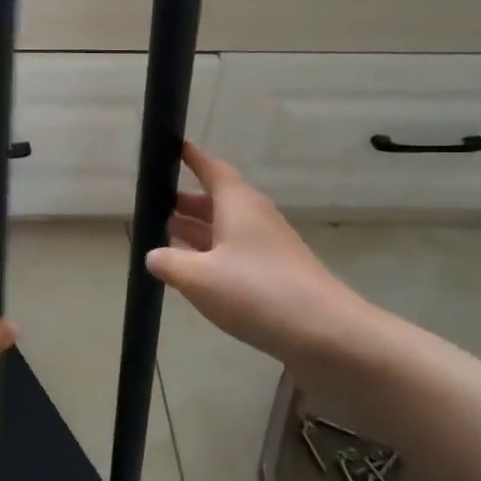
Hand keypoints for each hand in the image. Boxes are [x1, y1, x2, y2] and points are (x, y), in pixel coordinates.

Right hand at [146, 142, 386, 364]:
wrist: (327, 334)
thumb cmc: (257, 293)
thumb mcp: (198, 279)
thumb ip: (169, 263)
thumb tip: (153, 255)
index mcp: (238, 205)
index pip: (213, 170)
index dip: (193, 158)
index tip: (175, 146)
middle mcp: (256, 218)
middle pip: (219, 201)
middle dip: (189, 201)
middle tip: (158, 203)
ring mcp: (270, 247)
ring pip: (227, 228)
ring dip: (199, 230)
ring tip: (168, 235)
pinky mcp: (278, 274)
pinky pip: (238, 253)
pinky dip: (213, 254)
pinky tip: (196, 273)